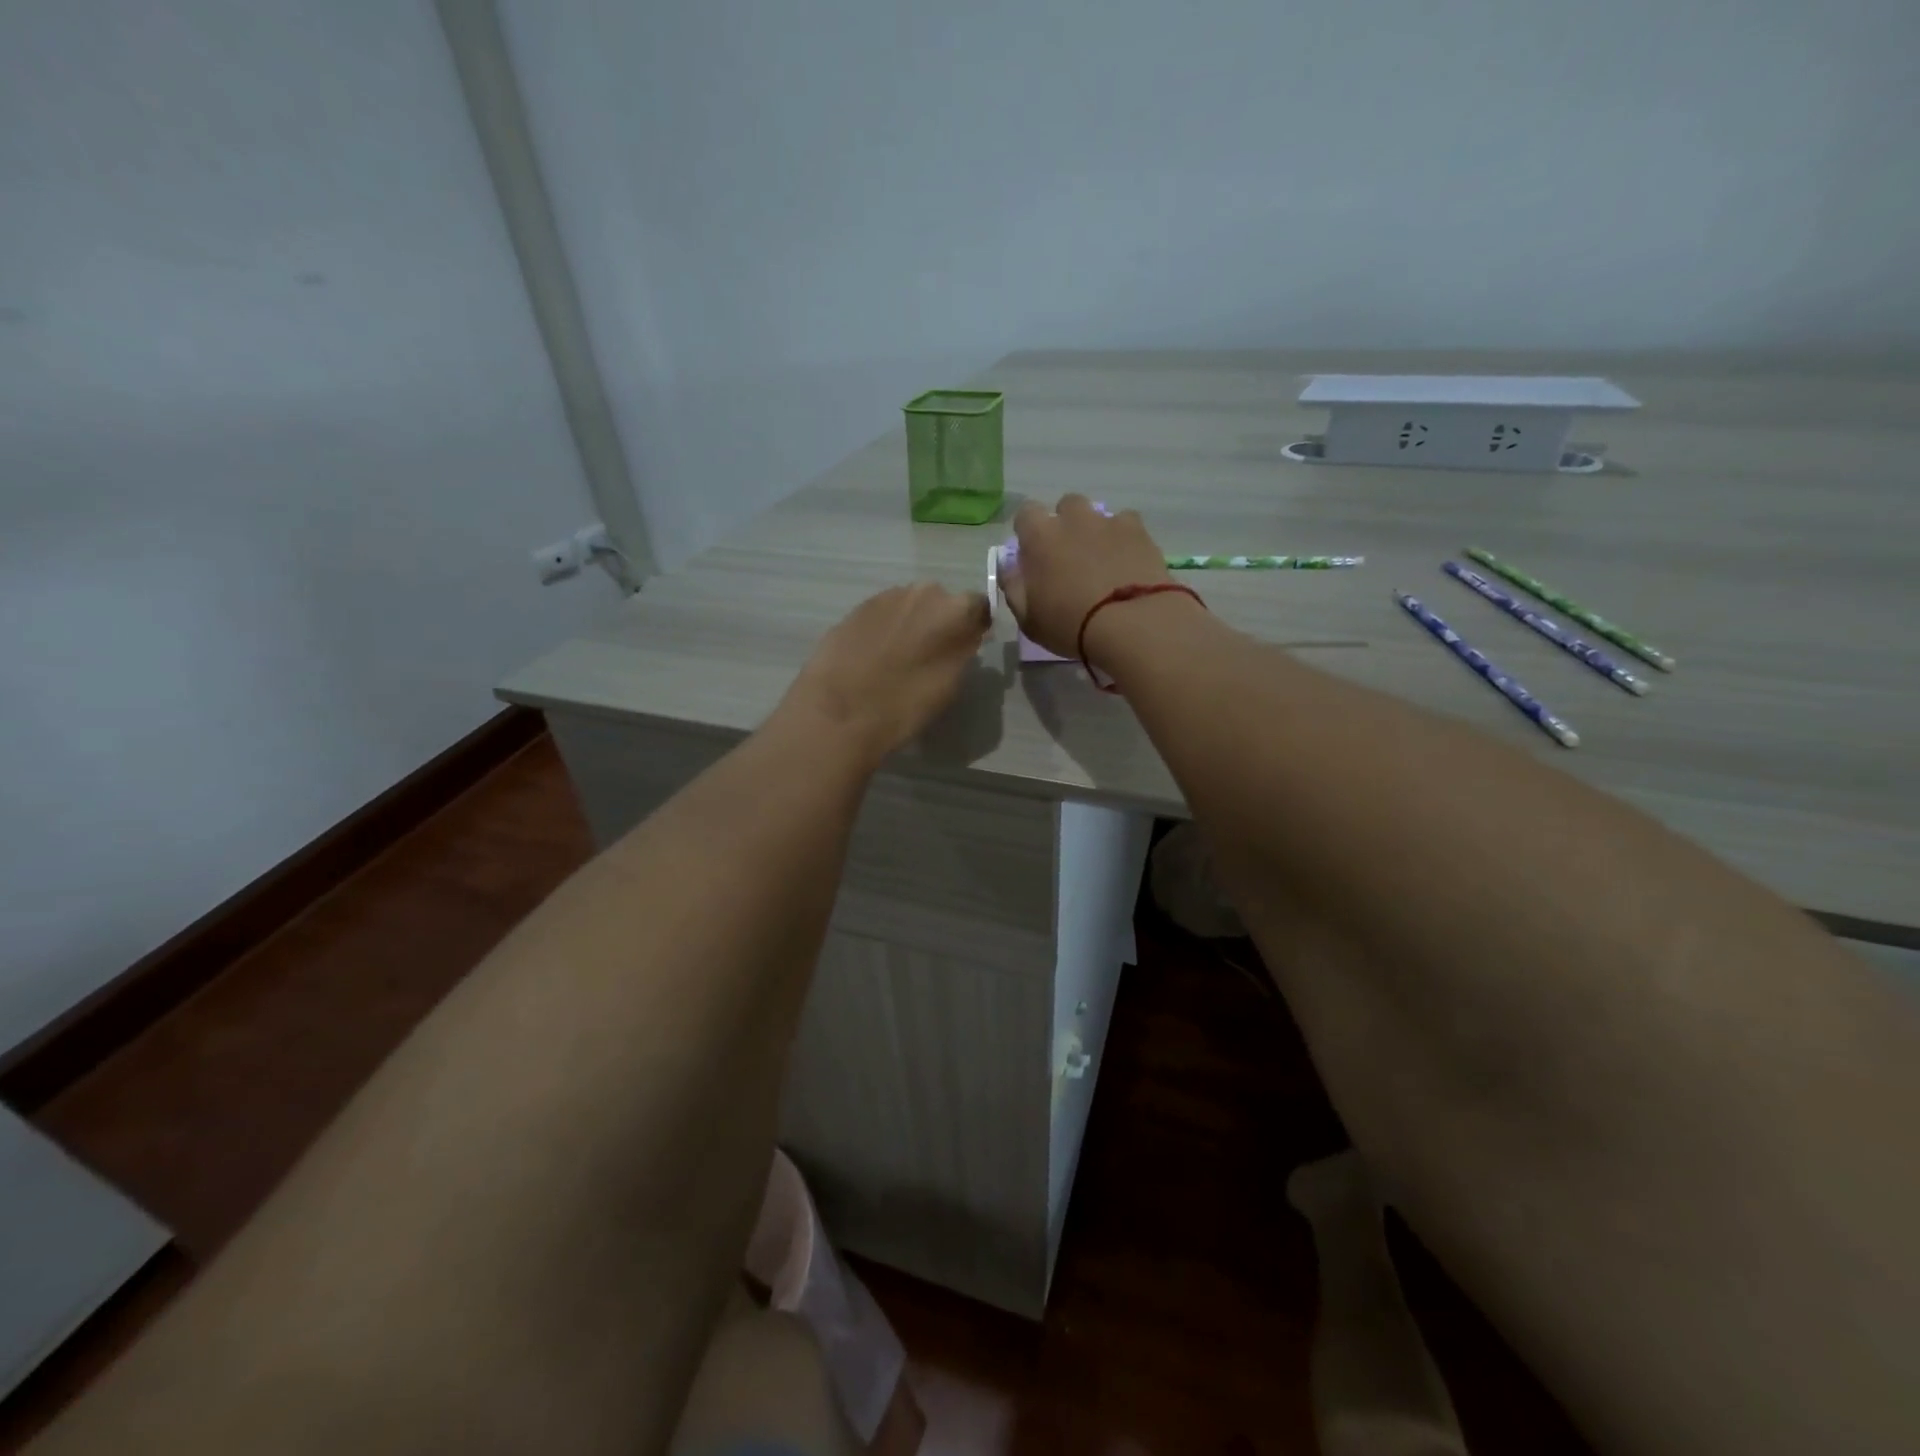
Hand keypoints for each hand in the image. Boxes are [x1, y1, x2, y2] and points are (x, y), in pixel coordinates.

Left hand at [778, 584, 990, 765]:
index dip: (974, 626)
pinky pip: (883, 614)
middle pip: (941, 602)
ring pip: (910, 606)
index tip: (968, 646)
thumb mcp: (950, 683)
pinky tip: (874, 657)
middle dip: (939, 622)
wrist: (839, 710)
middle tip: (931, 655)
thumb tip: (966, 635)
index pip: (979, 606)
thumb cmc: (905, 703)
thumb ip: (963, 649)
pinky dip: (885, 630)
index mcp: (954, 610)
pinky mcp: (856, 608)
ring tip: (898, 658)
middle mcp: (923, 592)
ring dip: (910, 624)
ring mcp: (886, 597)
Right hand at [1001, 495, 1176, 661]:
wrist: (1132, 624)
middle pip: (1066, 506)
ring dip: (1095, 530)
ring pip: (1098, 514)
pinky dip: (1124, 539)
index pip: (1026, 513)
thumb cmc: (1071, 625)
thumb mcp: (1028, 618)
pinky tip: (1127, 562)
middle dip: (1066, 524)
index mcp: (1040, 536)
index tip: (1033, 553)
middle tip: (1070, 556)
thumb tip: (1009, 566)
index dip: (1029, 531)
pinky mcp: (1139, 532)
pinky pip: (1127, 525)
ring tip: (1102, 561)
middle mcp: (1074, 519)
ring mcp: (1109, 522)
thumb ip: (1013, 586)